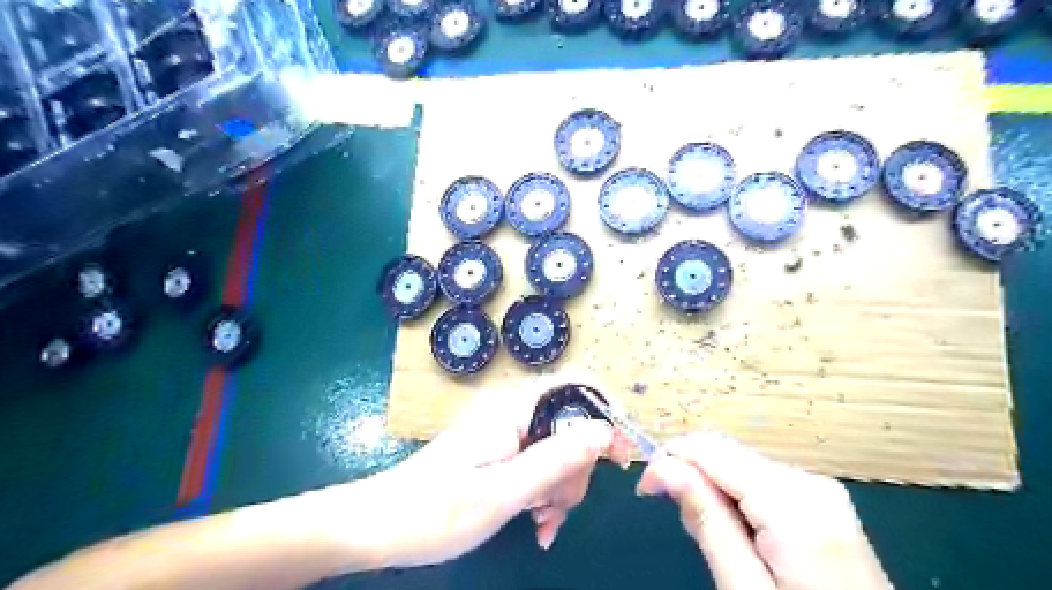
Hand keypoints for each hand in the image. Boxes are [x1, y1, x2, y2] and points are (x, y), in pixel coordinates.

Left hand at [342, 376, 627, 568]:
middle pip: (567, 430)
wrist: (376, 527)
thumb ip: (554, 460)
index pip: (570, 392)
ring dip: (558, 490)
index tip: (620, 455)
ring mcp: (502, 442)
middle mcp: (510, 422)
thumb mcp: (502, 493)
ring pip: (553, 455)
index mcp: (511, 417)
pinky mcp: (495, 461)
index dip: (602, 414)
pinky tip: (537, 525)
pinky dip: (542, 496)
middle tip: (557, 509)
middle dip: (574, 471)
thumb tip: (603, 431)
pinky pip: (534, 471)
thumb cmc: (434, 512)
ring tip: (542, 525)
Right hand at [636, 433, 889, 589]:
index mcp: (792, 502)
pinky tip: (742, 536)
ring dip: (715, 494)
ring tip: (715, 540)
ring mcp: (821, 490)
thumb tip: (663, 466)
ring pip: (741, 469)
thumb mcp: (745, 589)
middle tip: (685, 527)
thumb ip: (706, 520)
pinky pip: (762, 484)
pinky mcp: (823, 502)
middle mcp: (810, 481)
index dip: (670, 459)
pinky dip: (739, 502)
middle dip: (694, 480)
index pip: (711, 449)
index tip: (645, 488)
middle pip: (727, 456)